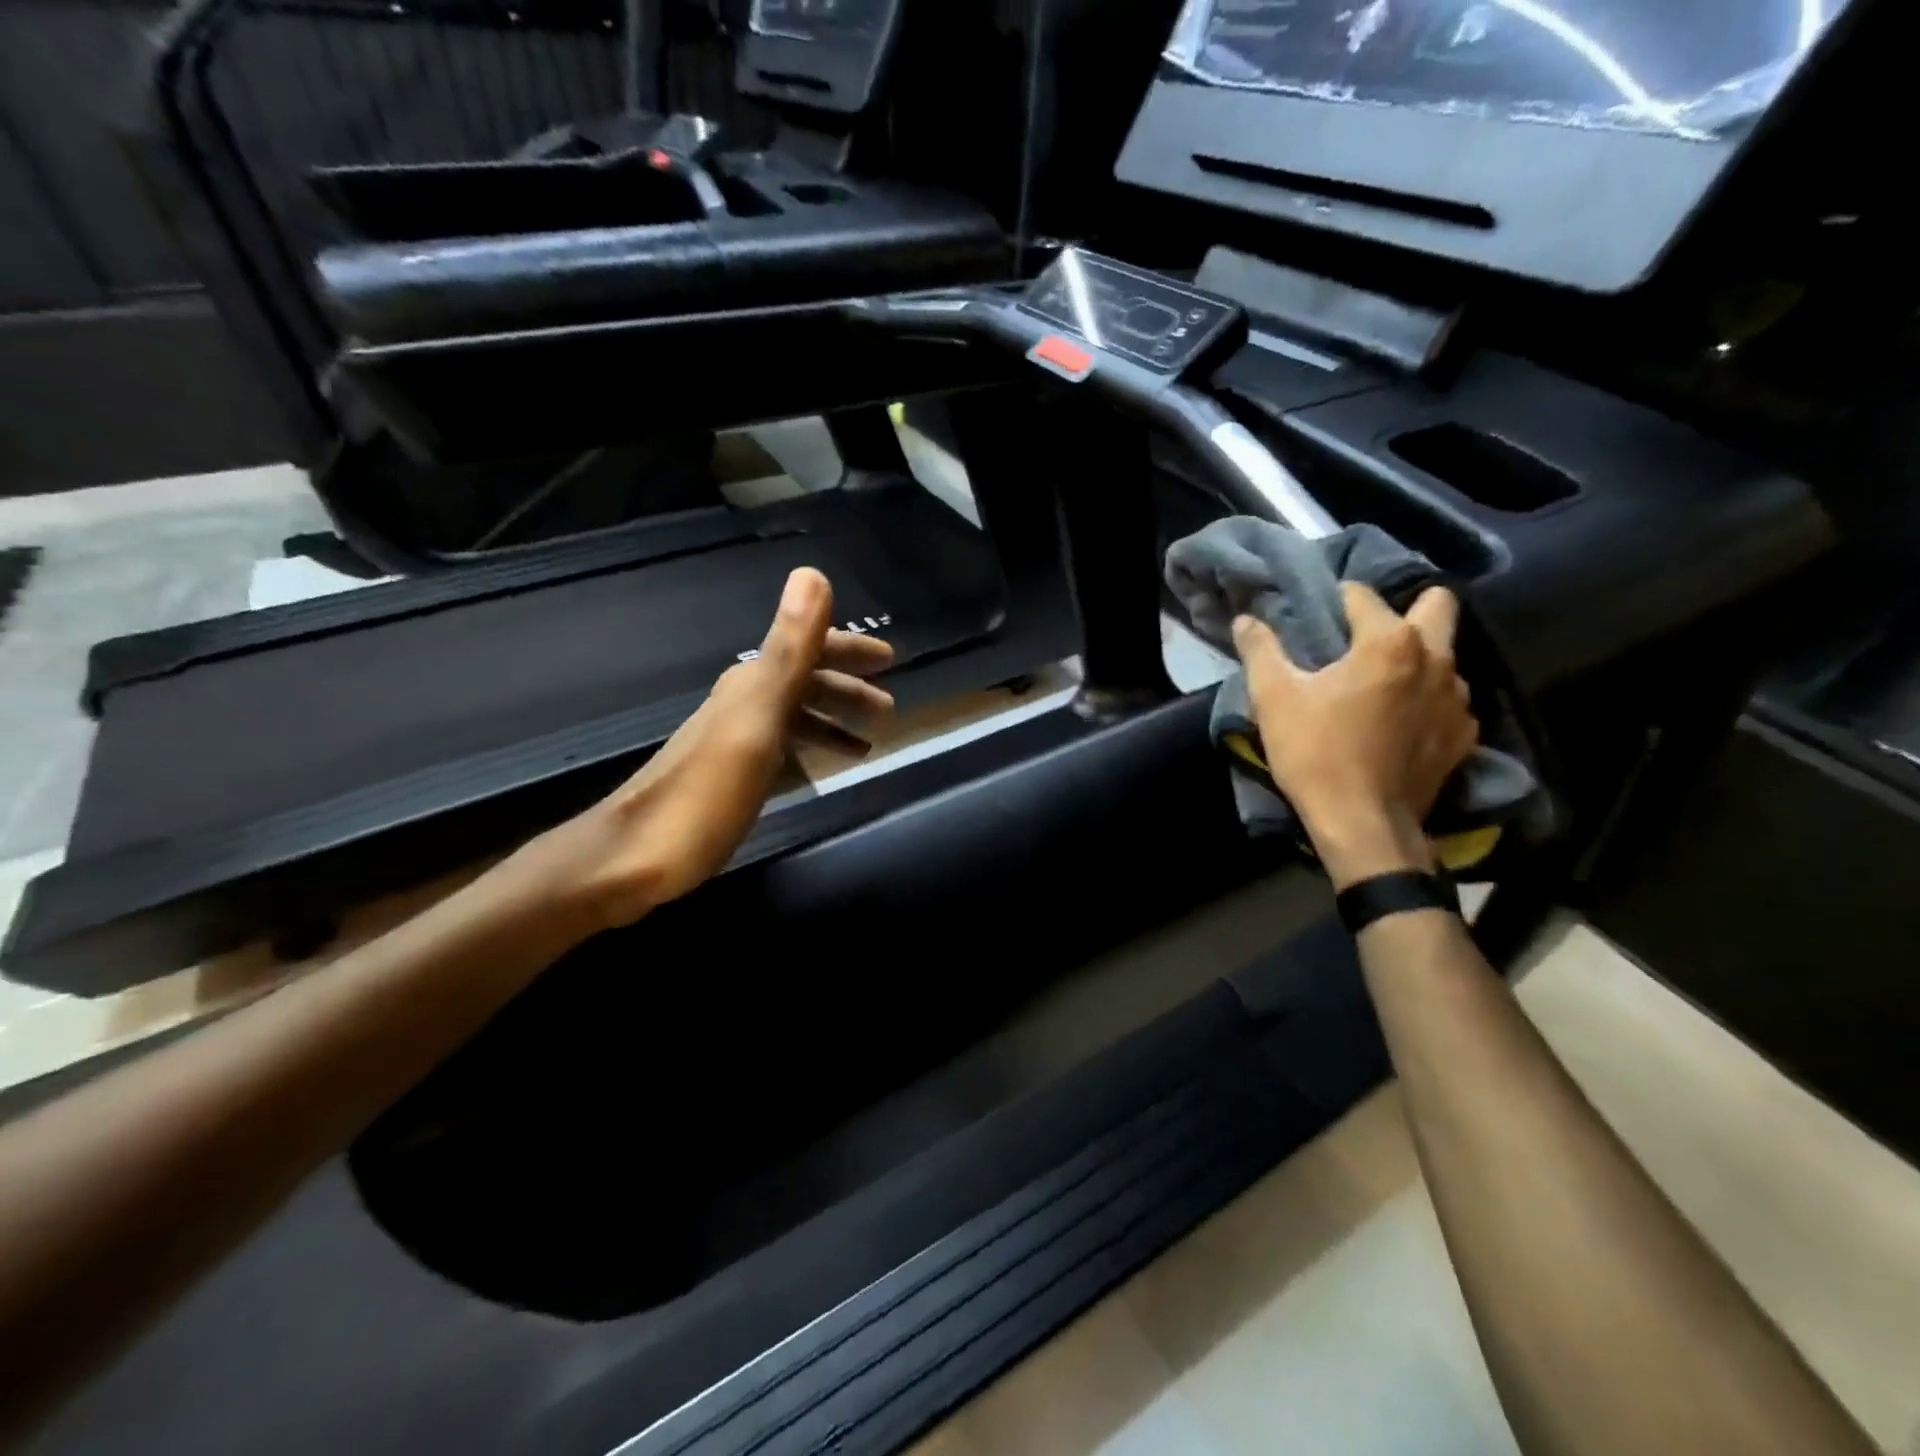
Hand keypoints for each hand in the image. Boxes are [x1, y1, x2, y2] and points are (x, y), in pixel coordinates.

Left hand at [528, 567, 893, 928]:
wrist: (631, 860)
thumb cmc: (704, 794)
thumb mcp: (756, 720)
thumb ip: (788, 651)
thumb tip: (812, 573)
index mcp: (751, 686)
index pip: (808, 649)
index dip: (849, 649)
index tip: (891, 659)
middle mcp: (740, 704)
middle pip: (803, 682)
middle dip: (847, 687)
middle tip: (888, 707)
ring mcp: (732, 741)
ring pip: (793, 717)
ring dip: (832, 720)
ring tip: (868, 743)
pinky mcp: (727, 776)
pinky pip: (781, 749)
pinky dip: (809, 750)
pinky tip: (820, 769)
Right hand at [1231, 582, 1476, 886]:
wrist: (1363, 824)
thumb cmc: (1315, 753)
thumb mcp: (1274, 698)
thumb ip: (1260, 650)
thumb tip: (1246, 619)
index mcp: (1389, 642)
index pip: (1364, 597)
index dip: (1338, 599)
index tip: (1321, 612)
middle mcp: (1436, 659)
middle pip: (1438, 605)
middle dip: (1407, 609)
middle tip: (1368, 636)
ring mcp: (1457, 699)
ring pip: (1446, 656)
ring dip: (1418, 659)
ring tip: (1382, 684)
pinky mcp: (1462, 736)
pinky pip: (1449, 700)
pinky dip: (1426, 701)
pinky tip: (1399, 723)